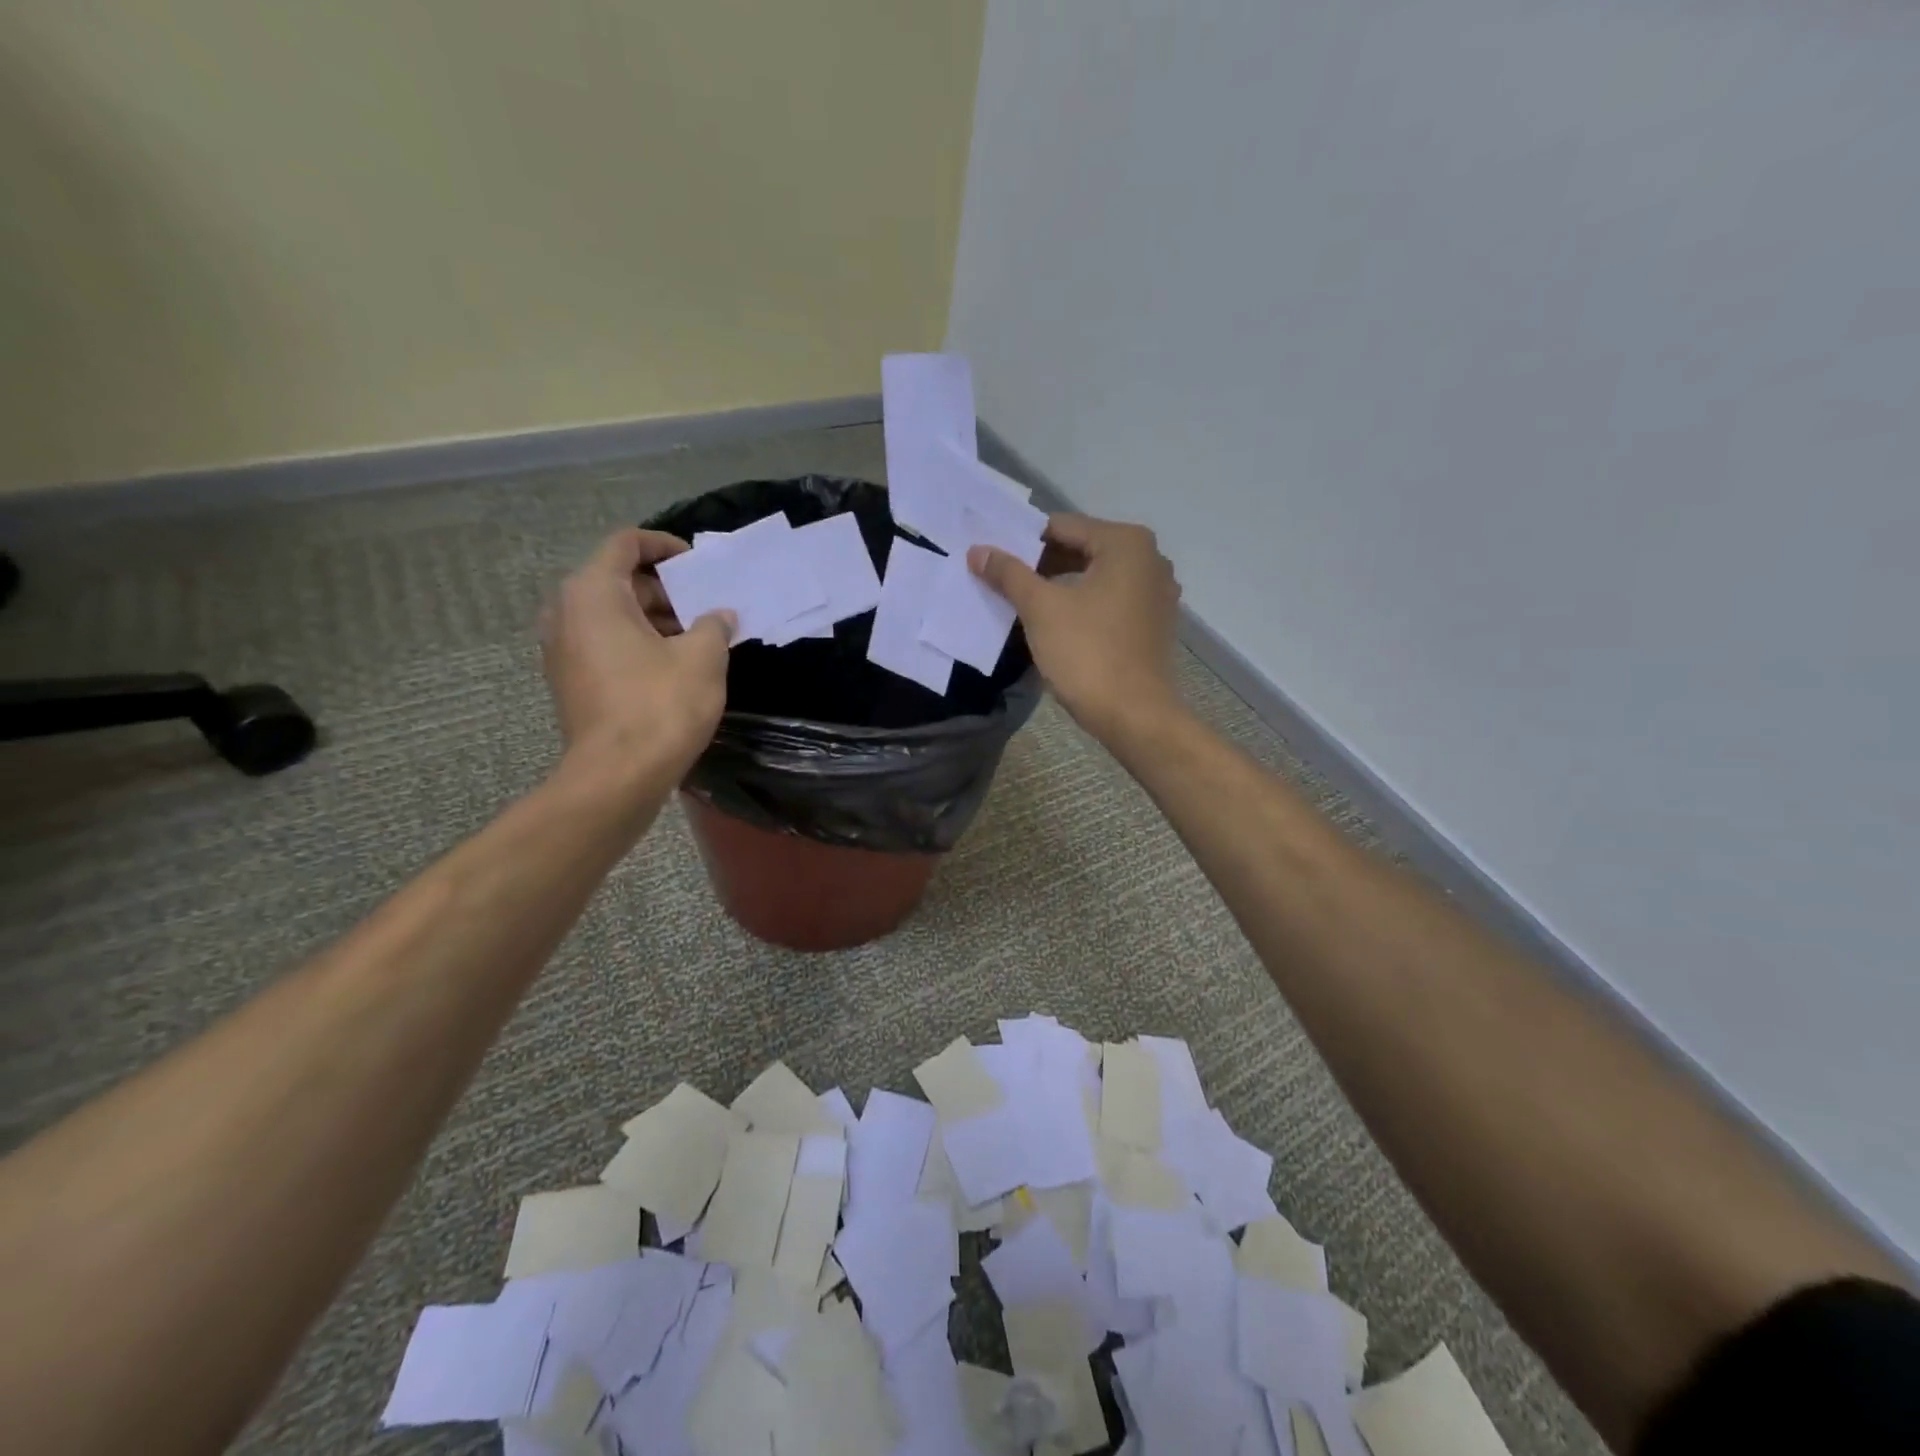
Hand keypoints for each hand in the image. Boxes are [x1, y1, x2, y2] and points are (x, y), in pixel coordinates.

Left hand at [541, 529, 735, 774]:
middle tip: (704, 605)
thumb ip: (713, 625)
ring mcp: (562, 649)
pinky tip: (673, 665)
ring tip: (696, 637)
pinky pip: (604, 643)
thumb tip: (719, 616)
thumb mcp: (703, 658)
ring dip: (653, 618)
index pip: (626, 544)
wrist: (617, 776)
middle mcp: (566, 613)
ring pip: (611, 614)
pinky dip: (636, 642)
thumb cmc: (661, 705)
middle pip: (617, 580)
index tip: (697, 565)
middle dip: (664, 588)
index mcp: (593, 593)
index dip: (664, 546)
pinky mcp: (569, 681)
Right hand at [968, 513, 1182, 742]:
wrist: (1135, 715)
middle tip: (1001, 580)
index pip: (1062, 526)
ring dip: (1059, 585)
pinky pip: (1110, 600)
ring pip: (1095, 576)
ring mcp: (1156, 592)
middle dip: (1040, 564)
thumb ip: (1009, 574)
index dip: (1022, 541)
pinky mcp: (1153, 622)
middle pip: (1081, 548)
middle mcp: (1150, 559)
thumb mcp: (1040, 609)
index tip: (993, 558)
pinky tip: (1055, 622)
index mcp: (1126, 543)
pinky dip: (1082, 603)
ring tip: (1021, 601)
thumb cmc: (1088, 653)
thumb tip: (978, 551)